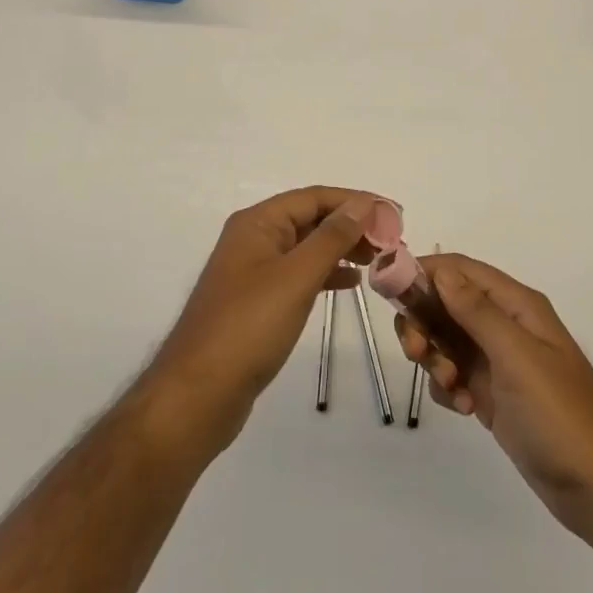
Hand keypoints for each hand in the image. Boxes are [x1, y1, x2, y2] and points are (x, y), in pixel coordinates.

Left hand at [144, 187, 380, 455]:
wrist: (198, 394)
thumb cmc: (249, 327)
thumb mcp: (296, 277)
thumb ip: (331, 238)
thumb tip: (362, 205)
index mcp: (258, 223)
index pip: (314, 197)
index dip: (355, 201)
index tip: (394, 214)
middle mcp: (254, 239)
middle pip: (311, 219)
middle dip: (352, 225)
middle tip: (393, 240)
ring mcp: (254, 272)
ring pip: (307, 247)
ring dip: (343, 248)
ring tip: (380, 259)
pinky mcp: (258, 302)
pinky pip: (299, 274)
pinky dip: (326, 273)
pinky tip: (351, 282)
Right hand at [396, 253, 592, 540]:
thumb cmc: (560, 415)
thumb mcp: (516, 356)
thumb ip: (475, 310)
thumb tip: (440, 268)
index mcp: (517, 305)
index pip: (460, 270)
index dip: (424, 273)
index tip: (389, 291)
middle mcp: (506, 325)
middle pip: (446, 304)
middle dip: (424, 323)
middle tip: (416, 353)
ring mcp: (499, 361)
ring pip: (446, 340)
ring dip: (436, 359)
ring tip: (453, 389)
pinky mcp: (493, 394)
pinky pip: (454, 375)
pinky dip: (450, 388)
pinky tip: (466, 409)